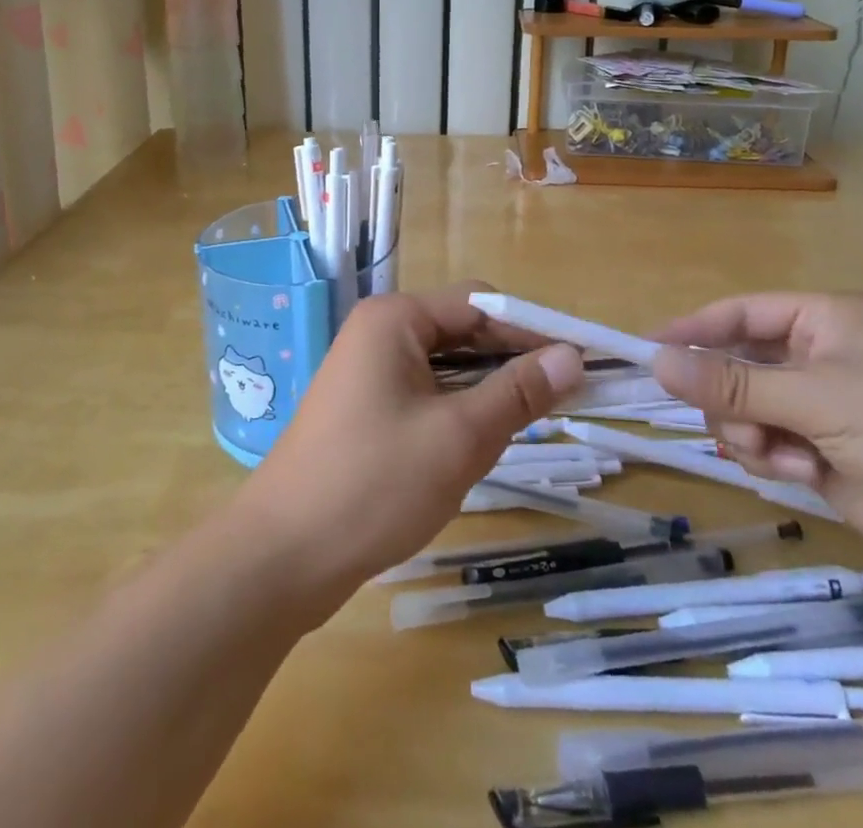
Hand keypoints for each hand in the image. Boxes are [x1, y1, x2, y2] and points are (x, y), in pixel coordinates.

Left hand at [241, 287, 584, 613]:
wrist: (281, 557)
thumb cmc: (374, 484)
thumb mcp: (459, 437)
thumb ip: (519, 393)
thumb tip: (573, 357)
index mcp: (396, 318)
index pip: (481, 304)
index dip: (533, 330)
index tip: (581, 362)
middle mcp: (379, 332)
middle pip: (462, 331)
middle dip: (511, 362)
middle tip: (565, 399)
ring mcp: (367, 371)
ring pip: (445, 368)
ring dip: (486, 390)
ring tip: (528, 425)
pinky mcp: (364, 409)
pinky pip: (424, 394)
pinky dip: (457, 411)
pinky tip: (478, 444)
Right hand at [651, 292, 862, 602]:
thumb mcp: (815, 397)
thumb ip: (732, 385)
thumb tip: (657, 363)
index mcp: (824, 320)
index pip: (738, 313)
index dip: (691, 330)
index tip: (646, 351)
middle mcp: (818, 358)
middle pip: (735, 366)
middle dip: (728, 398)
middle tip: (734, 425)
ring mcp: (822, 409)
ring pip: (745, 411)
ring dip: (751, 434)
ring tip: (783, 456)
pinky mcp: (826, 455)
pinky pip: (768, 447)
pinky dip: (773, 460)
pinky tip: (805, 474)